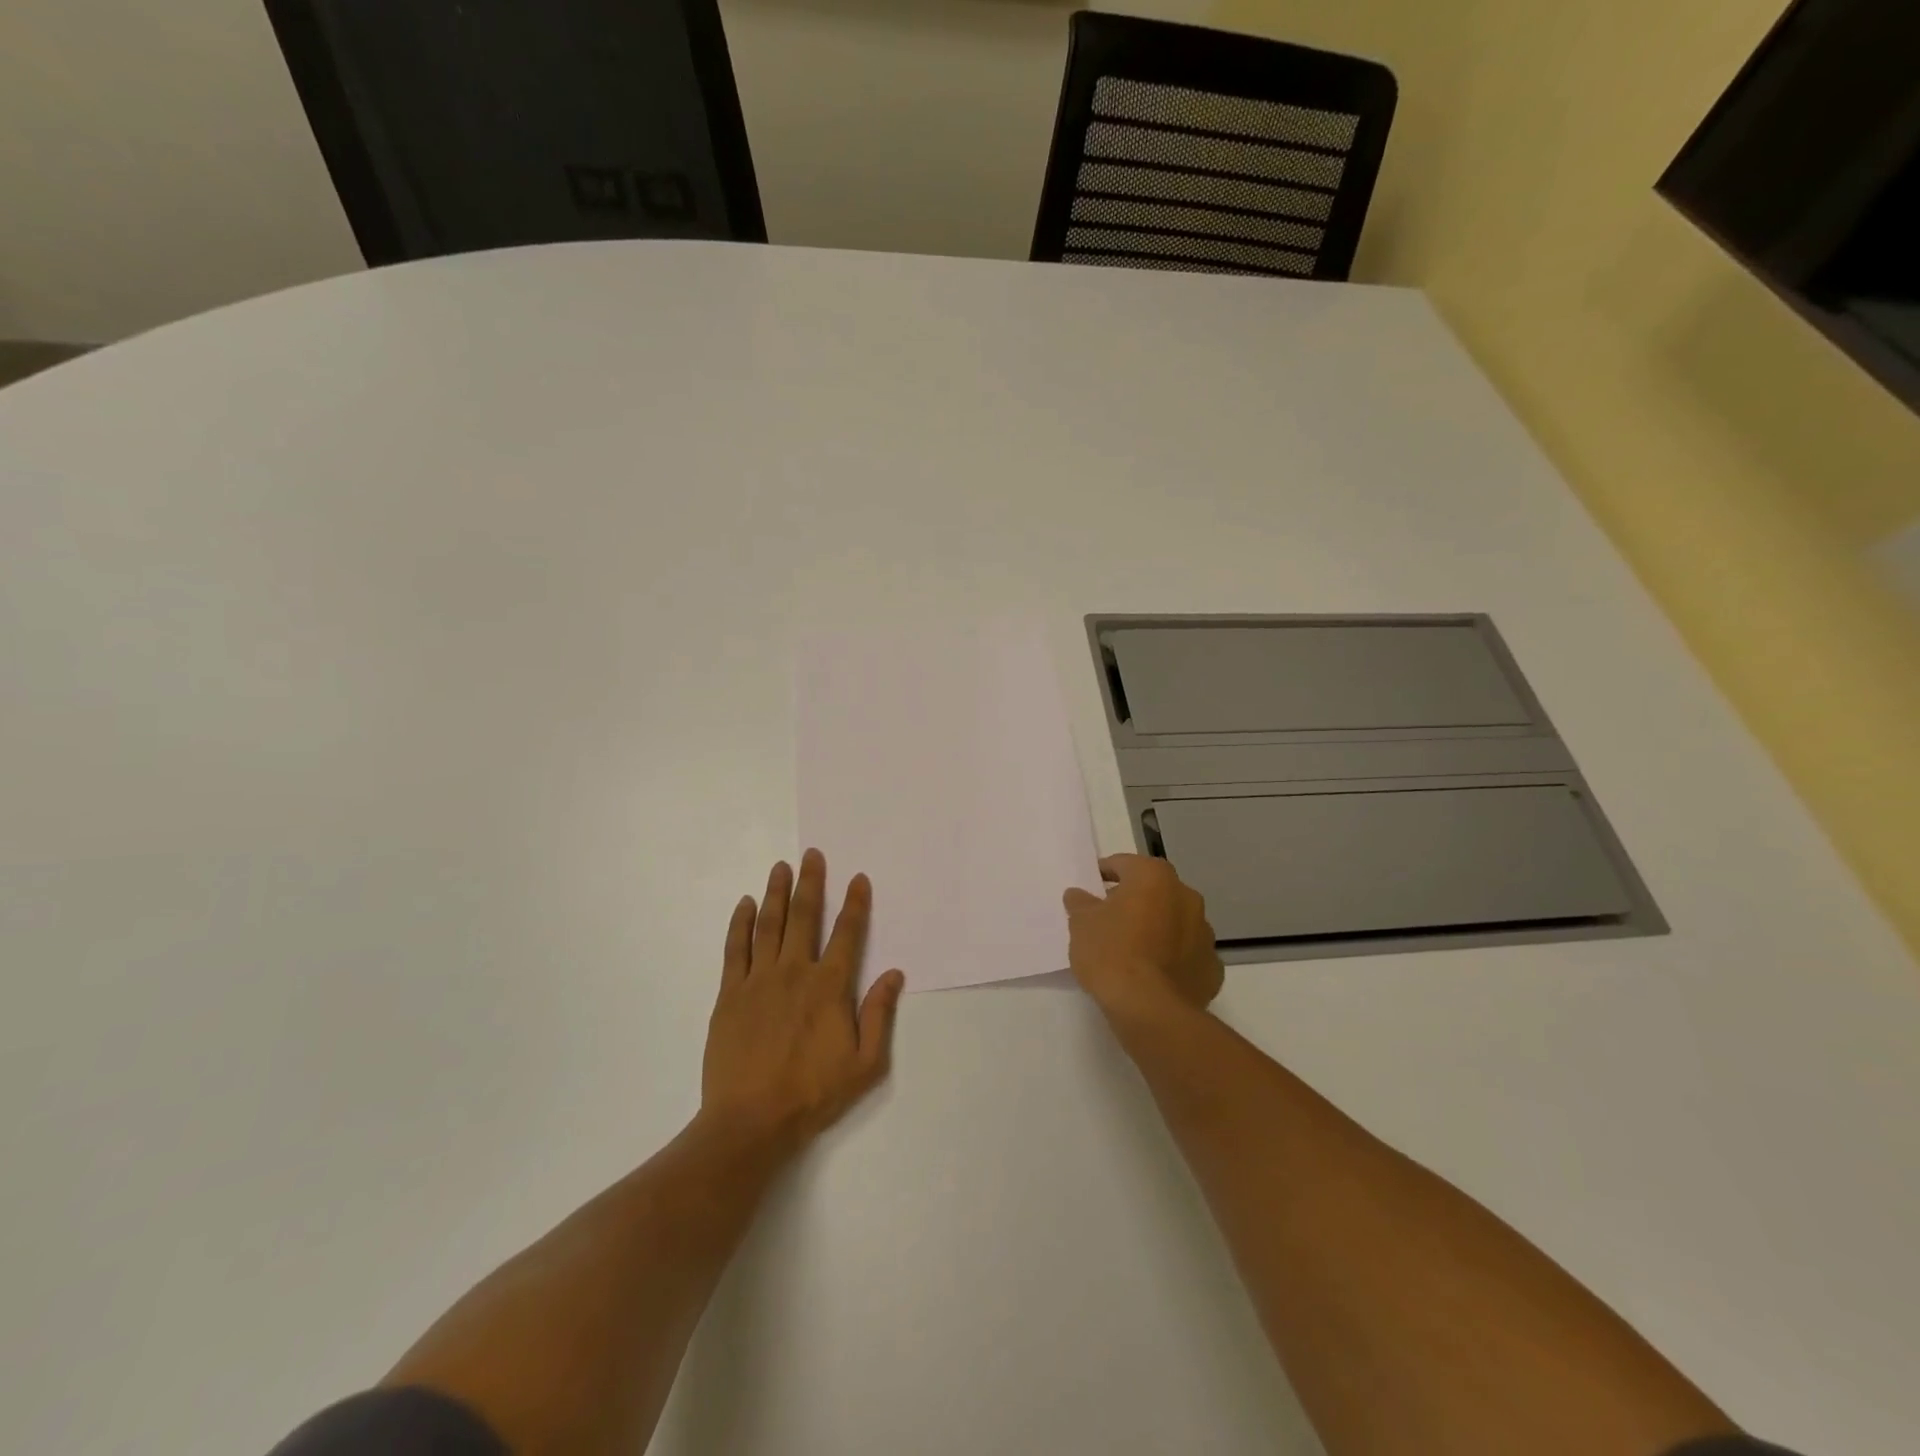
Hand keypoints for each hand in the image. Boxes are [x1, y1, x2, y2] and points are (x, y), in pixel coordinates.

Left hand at [702, 849, 905, 1154]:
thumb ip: (879, 1015)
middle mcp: (795, 972)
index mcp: (830, 987)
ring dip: (777, 892)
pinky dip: (741, 923)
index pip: (847, 934)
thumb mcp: (865, 1064)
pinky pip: (735, 948)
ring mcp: (759, 980)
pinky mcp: (730, 994)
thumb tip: (895, 974)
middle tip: (812, 854)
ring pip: (769, 925)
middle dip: (811, 882)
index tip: (858, 878)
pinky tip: (746, 904)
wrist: (750, 1122)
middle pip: (805, 917)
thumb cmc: (813, 1094)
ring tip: (781, 866)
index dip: (855, 904)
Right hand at [1063, 854, 1222, 1018]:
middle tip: (1109, 920)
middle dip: (1134, 901)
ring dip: (1157, 928)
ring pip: (1174, 922)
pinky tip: (1154, 974)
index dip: (1105, 874)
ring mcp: (1205, 933)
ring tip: (1132, 950)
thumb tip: (1079, 895)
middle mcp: (1186, 896)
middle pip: (1154, 891)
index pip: (1124, 864)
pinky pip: (1187, 954)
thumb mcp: (1081, 924)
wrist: (1149, 1008)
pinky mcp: (1212, 967)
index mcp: (1154, 877)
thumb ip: (1081, 903)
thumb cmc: (1111, 953)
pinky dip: (1173, 958)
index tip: (1091, 888)